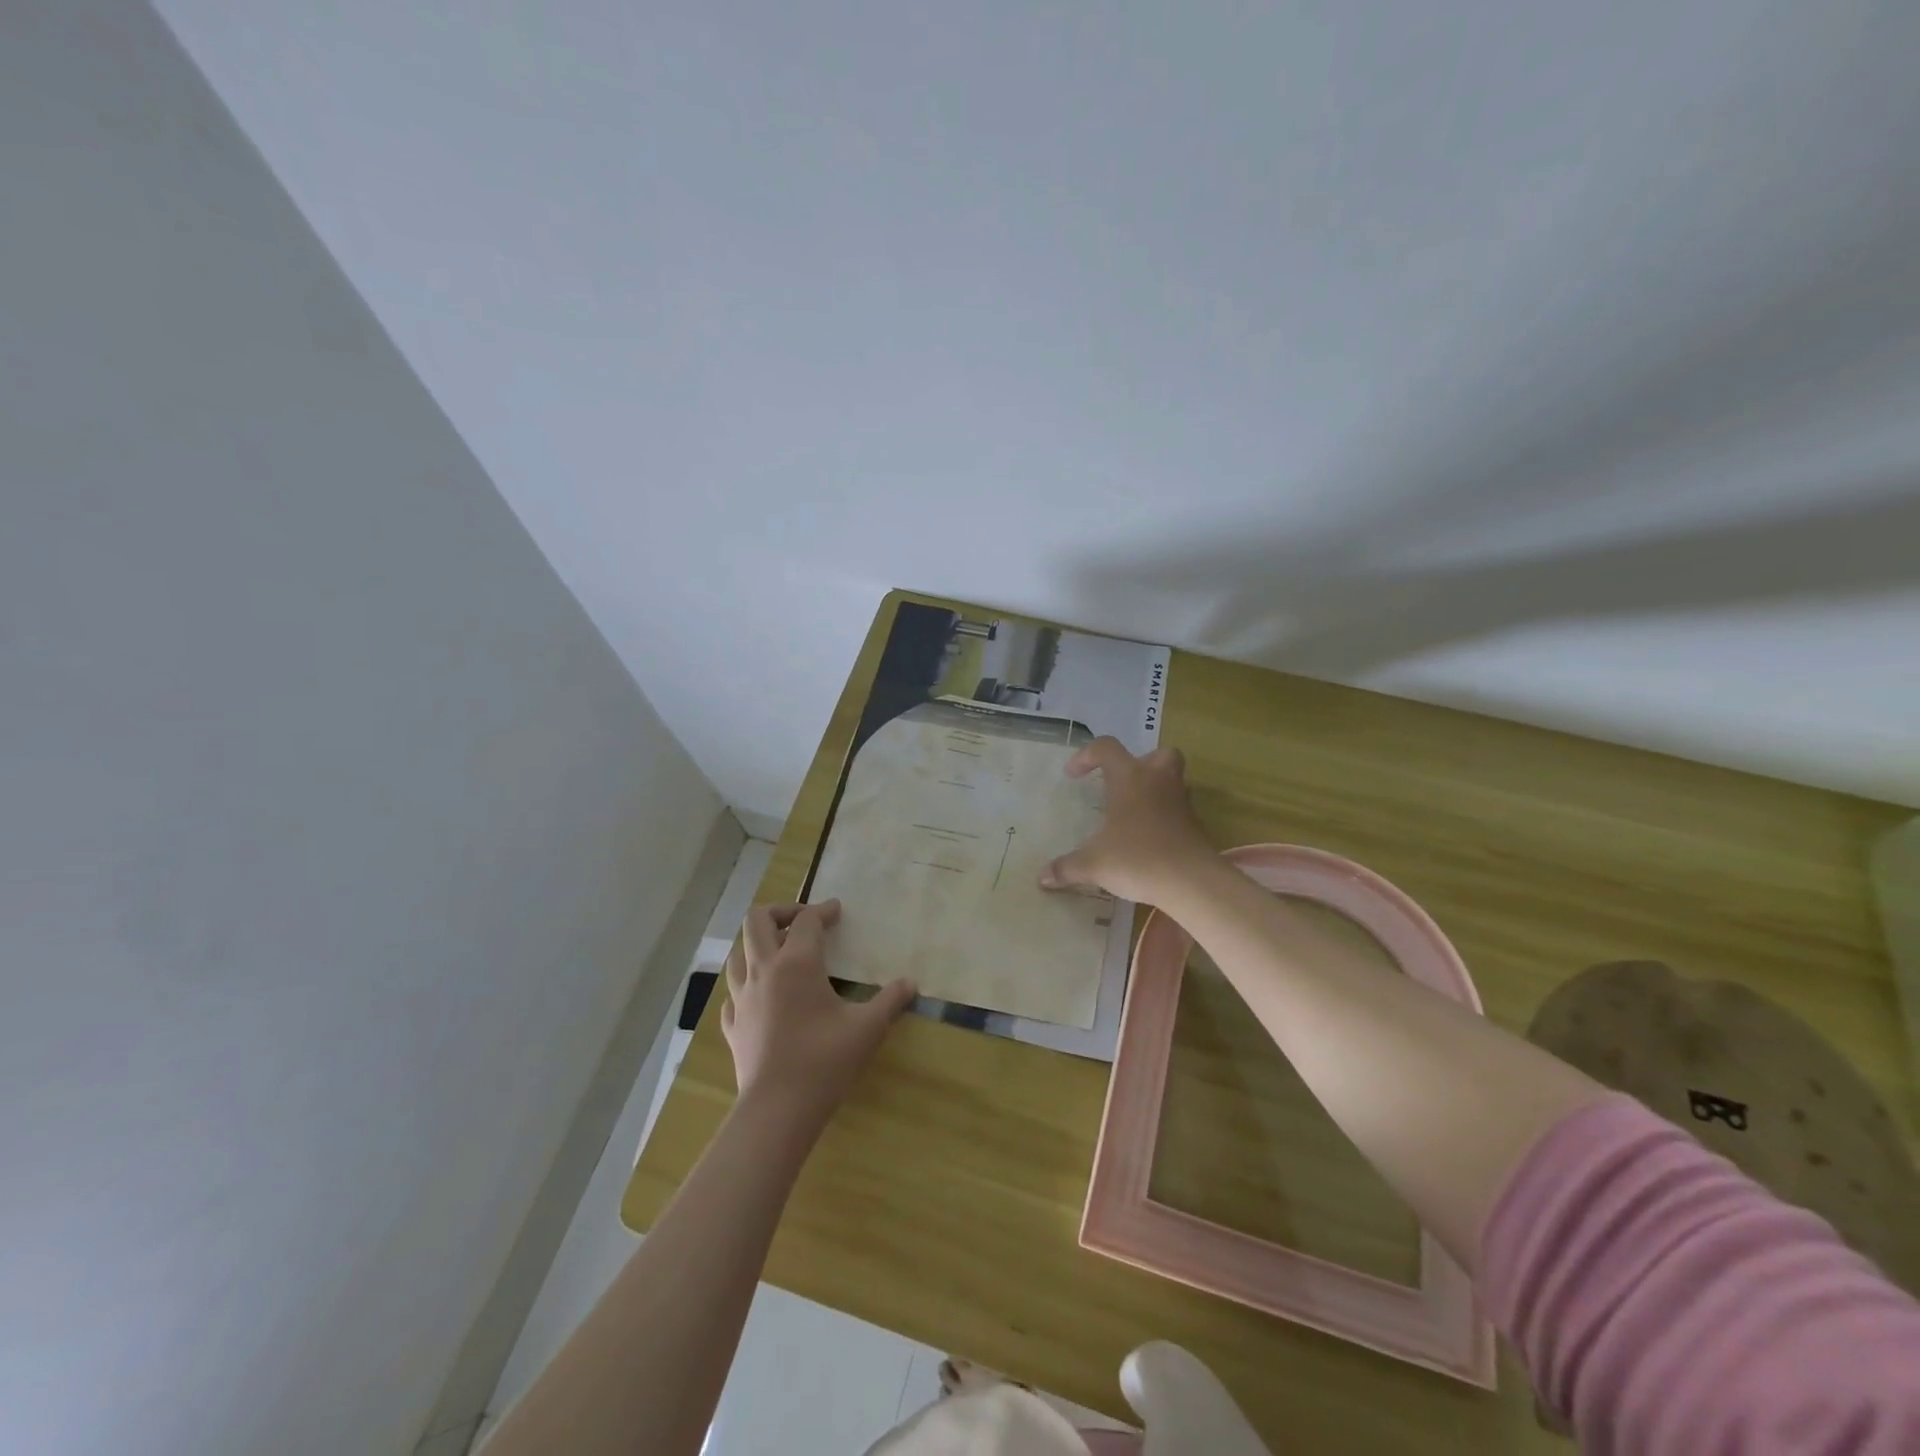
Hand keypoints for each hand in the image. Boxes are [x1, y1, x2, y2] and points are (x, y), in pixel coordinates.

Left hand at [720, 900, 915, 1126]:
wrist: (778, 1110)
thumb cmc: (825, 1061)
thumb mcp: (867, 1028)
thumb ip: (890, 1000)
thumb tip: (911, 983)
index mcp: (796, 963)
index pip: (806, 920)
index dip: (823, 911)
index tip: (838, 911)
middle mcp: (763, 970)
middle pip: (756, 920)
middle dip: (780, 912)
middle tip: (803, 922)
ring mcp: (742, 998)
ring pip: (737, 954)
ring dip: (757, 945)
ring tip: (780, 953)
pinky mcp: (733, 1025)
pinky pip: (733, 993)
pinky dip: (746, 984)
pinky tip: (761, 996)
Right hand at [1038, 738, 1215, 904]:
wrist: (1192, 881)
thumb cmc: (1138, 859)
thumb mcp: (1094, 864)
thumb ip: (1067, 868)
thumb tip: (1043, 877)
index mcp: (1129, 778)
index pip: (1106, 748)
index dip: (1086, 756)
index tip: (1072, 776)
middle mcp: (1157, 781)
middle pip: (1156, 754)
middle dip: (1139, 763)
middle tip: (1120, 784)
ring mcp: (1180, 802)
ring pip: (1171, 780)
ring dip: (1153, 789)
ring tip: (1132, 813)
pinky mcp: (1195, 825)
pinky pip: (1177, 810)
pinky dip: (1164, 817)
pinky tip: (1148, 839)